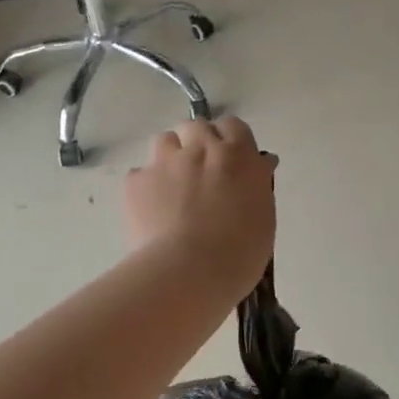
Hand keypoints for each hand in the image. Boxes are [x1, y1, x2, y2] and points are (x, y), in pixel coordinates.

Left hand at [125, 117, 276, 290]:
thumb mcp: (263, 216)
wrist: (188, 272)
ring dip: (170, 157)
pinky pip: (140, 174)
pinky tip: (151, 211)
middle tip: (200, 173)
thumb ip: (257, 185)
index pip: (233, 126)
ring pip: (165, 141)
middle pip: (196, 126)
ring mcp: (165, 161)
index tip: (229, 161)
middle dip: (197, 143)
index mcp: (238, 156)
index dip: (229, 141)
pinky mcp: (136, 181)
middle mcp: (202, 148)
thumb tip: (258, 166)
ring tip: (172, 187)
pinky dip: (146, 187)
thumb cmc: (239, 253)